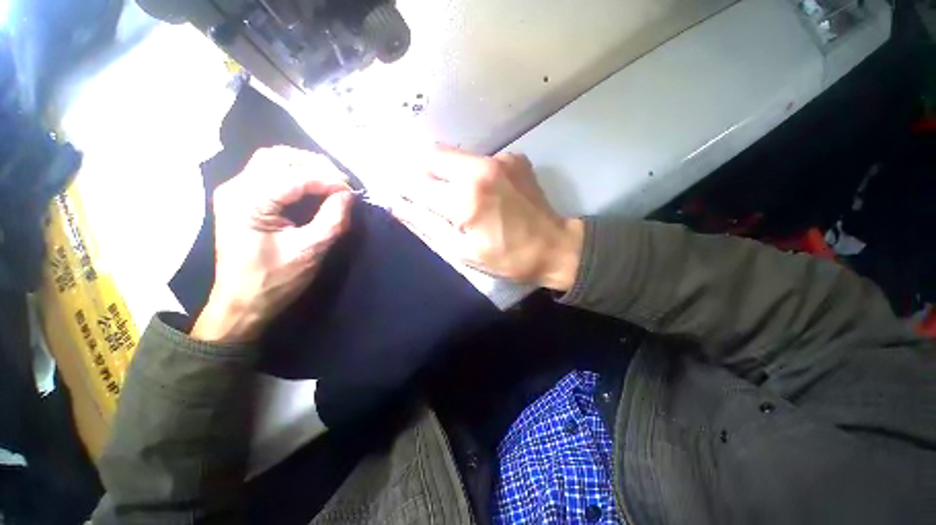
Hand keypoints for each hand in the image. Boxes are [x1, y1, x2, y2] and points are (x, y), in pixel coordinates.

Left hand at [191, 147, 352, 342]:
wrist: (242, 303)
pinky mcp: (242, 199)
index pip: (294, 176)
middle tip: (342, 184)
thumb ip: (332, 220)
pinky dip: (296, 174)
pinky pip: (270, 172)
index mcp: (248, 202)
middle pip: (279, 157)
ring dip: (305, 166)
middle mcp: (236, 188)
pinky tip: (313, 185)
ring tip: (331, 182)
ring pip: (273, 160)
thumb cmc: (274, 281)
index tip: (352, 192)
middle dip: (316, 165)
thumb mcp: (310, 251)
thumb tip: (349, 196)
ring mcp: (236, 191)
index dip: (328, 179)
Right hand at [393, 147, 582, 290]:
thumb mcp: (462, 251)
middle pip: (432, 155)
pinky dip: (470, 172)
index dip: (403, 187)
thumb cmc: (507, 257)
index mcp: (465, 200)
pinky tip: (483, 191)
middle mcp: (479, 169)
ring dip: (445, 171)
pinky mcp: (513, 157)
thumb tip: (397, 204)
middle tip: (426, 194)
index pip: (416, 182)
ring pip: (454, 154)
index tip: (400, 194)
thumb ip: (427, 224)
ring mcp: (499, 159)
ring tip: (455, 196)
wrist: (555, 246)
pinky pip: (478, 159)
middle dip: (421, 171)